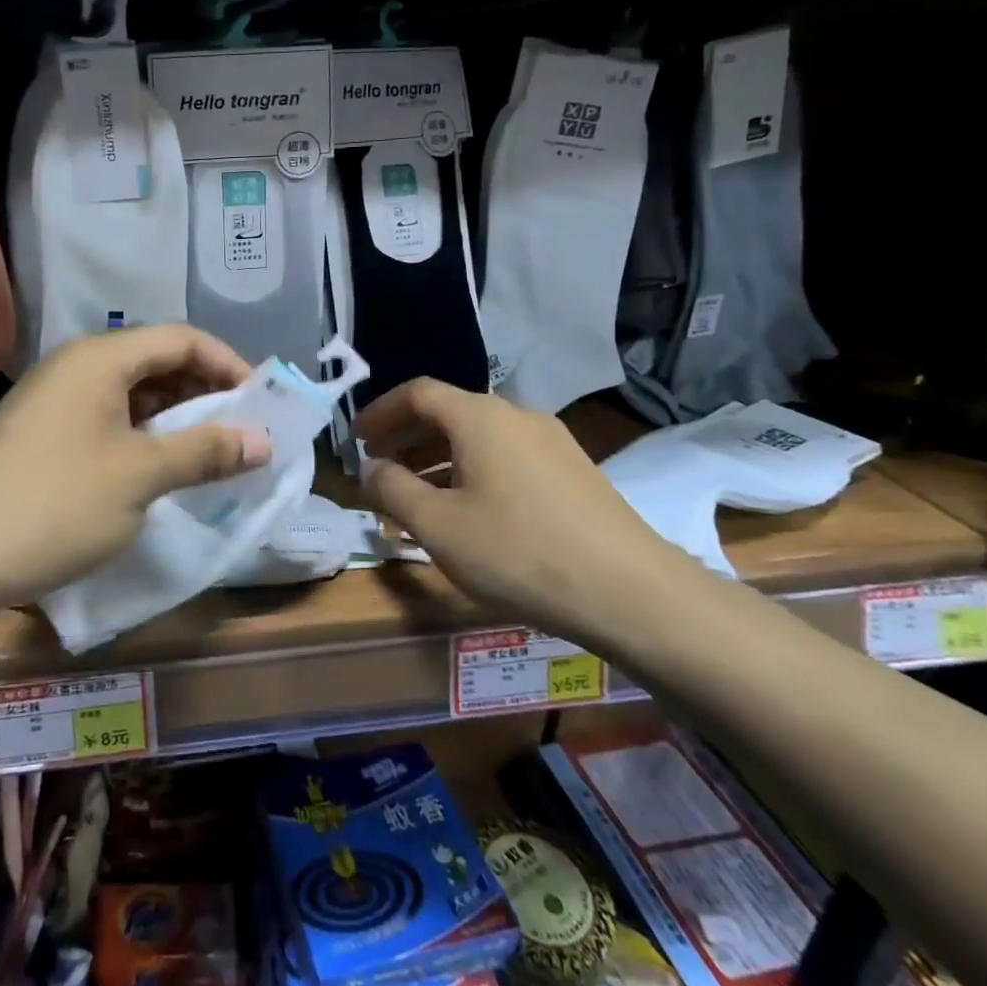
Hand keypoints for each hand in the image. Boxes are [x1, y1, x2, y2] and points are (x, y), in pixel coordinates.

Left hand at [0, 325, 272, 611]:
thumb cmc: (55, 502)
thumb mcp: (140, 476)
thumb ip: (205, 451)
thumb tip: (263, 440)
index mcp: (100, 358)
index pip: (181, 338)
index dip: (228, 364)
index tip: (261, 402)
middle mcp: (76, 366)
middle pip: (155, 362)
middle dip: (204, 393)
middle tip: (241, 431)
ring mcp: (54, 400)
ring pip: (130, 394)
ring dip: (174, 419)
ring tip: (208, 454)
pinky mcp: (41, 434)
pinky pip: (107, 420)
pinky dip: (142, 437)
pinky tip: (158, 470)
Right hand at [355, 379, 685, 642]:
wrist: (631, 592)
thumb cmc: (518, 552)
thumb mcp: (438, 525)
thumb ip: (392, 489)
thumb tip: (371, 467)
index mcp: (479, 417)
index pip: (417, 393)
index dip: (380, 412)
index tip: (355, 439)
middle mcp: (516, 415)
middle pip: (448, 412)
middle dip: (407, 436)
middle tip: (379, 467)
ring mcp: (551, 441)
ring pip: (478, 436)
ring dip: (438, 456)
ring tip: (416, 493)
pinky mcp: (573, 470)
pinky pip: (506, 456)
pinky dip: (472, 469)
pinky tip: (468, 508)